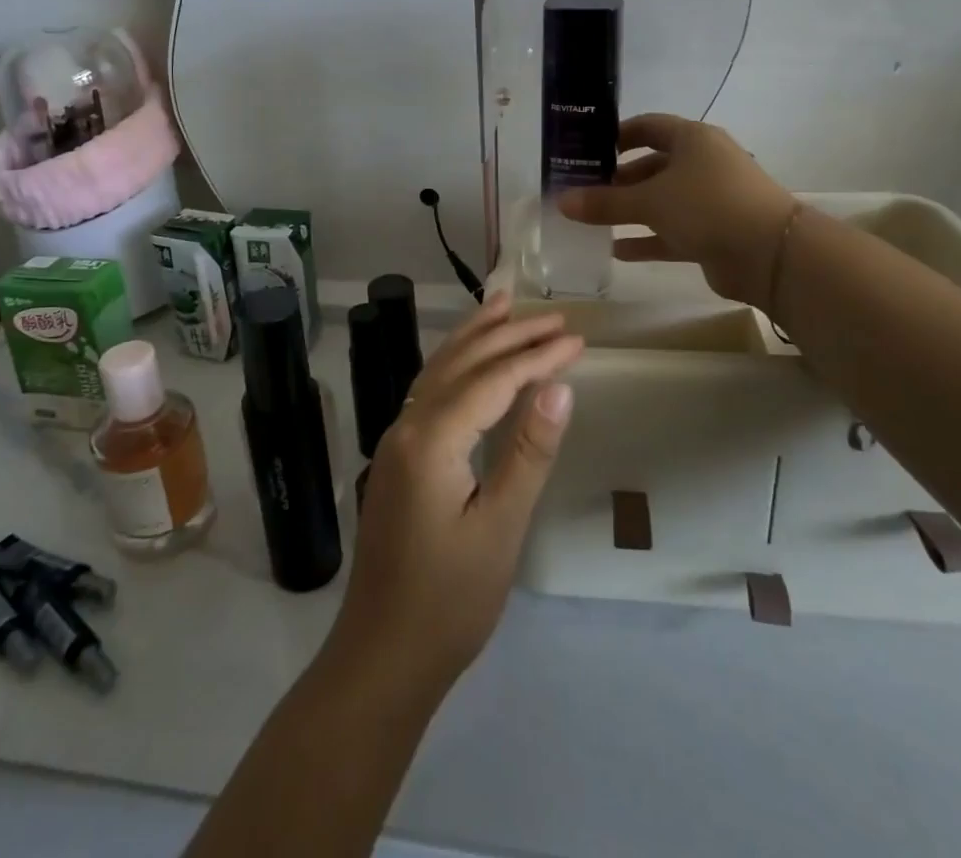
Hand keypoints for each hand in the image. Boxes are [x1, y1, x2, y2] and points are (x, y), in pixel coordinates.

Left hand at [325, 294, 581, 692]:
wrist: (382, 655)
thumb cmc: (449, 601)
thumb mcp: (501, 528)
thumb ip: (529, 452)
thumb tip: (559, 387)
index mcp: (431, 439)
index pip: (493, 380)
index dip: (537, 356)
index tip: (578, 338)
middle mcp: (407, 424)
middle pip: (463, 362)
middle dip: (510, 335)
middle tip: (555, 316)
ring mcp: (397, 438)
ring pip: (440, 368)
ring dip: (476, 335)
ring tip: (505, 304)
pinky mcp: (398, 455)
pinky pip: (429, 389)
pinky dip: (456, 362)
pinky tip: (471, 358)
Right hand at [557, 113, 796, 308]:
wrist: (772, 254)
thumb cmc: (708, 206)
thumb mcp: (650, 201)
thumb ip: (604, 202)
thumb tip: (562, 201)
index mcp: (692, 140)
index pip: (648, 127)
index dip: (617, 136)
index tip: (587, 150)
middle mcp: (702, 164)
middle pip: (652, 166)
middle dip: (618, 180)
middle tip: (583, 192)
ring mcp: (710, 200)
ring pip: (661, 201)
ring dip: (630, 211)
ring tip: (592, 221)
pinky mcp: (713, 233)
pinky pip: (671, 232)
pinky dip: (646, 240)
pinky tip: (616, 251)